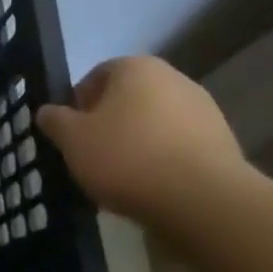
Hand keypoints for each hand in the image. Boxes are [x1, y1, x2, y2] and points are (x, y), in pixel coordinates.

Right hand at [36, 56, 244, 220]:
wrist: (205, 203)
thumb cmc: (128, 158)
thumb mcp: (73, 139)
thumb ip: (55, 120)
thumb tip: (48, 112)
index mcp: (136, 68)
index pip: (96, 77)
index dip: (78, 106)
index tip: (72, 136)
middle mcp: (174, 79)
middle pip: (127, 100)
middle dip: (109, 126)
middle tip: (93, 157)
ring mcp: (205, 112)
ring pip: (154, 126)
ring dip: (137, 145)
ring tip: (123, 180)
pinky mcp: (224, 145)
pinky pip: (179, 149)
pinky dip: (163, 163)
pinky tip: (153, 190)